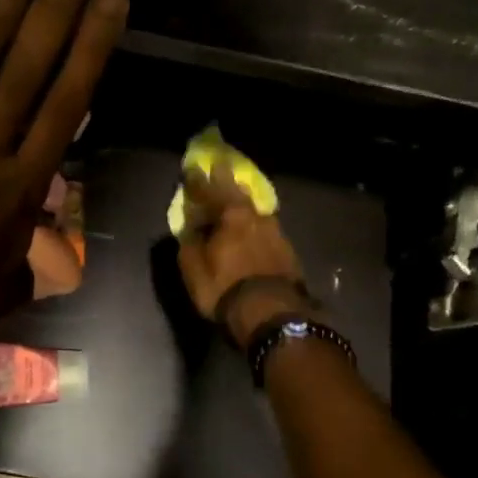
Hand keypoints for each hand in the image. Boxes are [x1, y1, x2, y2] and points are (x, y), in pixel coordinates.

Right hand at [176, 170, 307, 345]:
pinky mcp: (287, 250)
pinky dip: (254, 224)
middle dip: (226, 180)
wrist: (272, 312)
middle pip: (237, 193)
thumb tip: (191, 229)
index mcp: (231, 214)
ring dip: (243, 202)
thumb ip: (189, 243)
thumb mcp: (193, 268)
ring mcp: (276, 232)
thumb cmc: (224, 287)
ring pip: (254, 210)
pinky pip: (265, 229)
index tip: (190, 169)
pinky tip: (253, 227)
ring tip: (237, 196)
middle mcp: (255, 216)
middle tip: (220, 165)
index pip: (209, 191)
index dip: (197, 181)